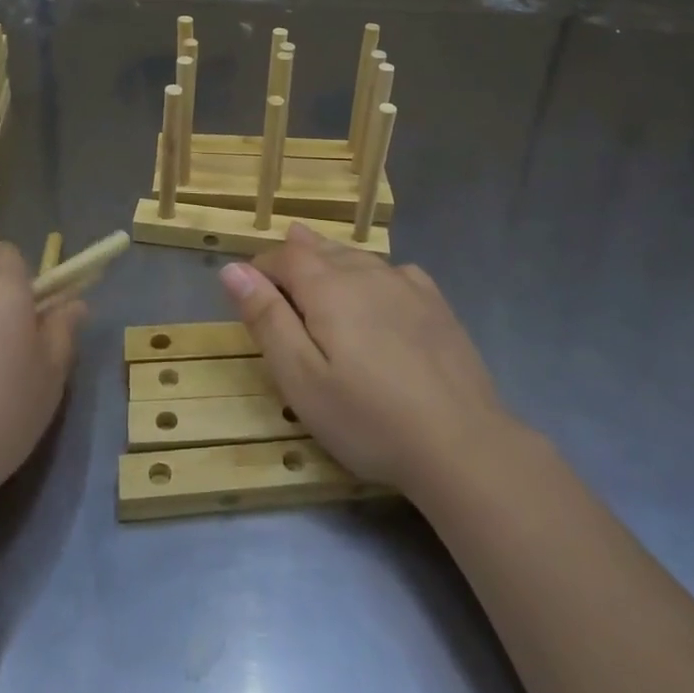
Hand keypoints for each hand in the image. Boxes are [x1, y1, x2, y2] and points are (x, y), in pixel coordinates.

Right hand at [219, 224, 511, 497]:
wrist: (461, 443)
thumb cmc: (367, 417)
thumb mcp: (300, 377)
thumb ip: (266, 318)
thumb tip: (232, 269)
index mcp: (328, 286)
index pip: (285, 255)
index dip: (261, 266)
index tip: (249, 288)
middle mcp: (366, 272)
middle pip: (321, 250)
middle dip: (295, 257)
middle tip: (279, 269)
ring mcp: (406, 285)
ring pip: (357, 257)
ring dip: (332, 260)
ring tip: (317, 262)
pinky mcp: (436, 304)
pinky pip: (394, 271)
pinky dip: (372, 271)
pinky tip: (378, 286)